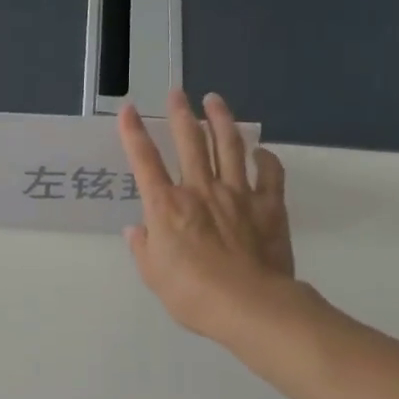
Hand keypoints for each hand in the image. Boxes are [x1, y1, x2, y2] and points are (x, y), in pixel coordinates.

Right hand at [119, 90, 300, 349]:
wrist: (249, 305)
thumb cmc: (192, 294)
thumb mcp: (153, 275)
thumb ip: (143, 248)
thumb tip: (137, 230)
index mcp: (166, 206)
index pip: (144, 161)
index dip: (133, 133)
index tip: (128, 110)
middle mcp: (200, 190)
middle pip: (190, 142)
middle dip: (181, 114)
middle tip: (178, 93)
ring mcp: (237, 195)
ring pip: (229, 147)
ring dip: (221, 120)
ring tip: (215, 101)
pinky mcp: (269, 206)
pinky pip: (270, 175)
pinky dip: (265, 159)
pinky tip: (261, 151)